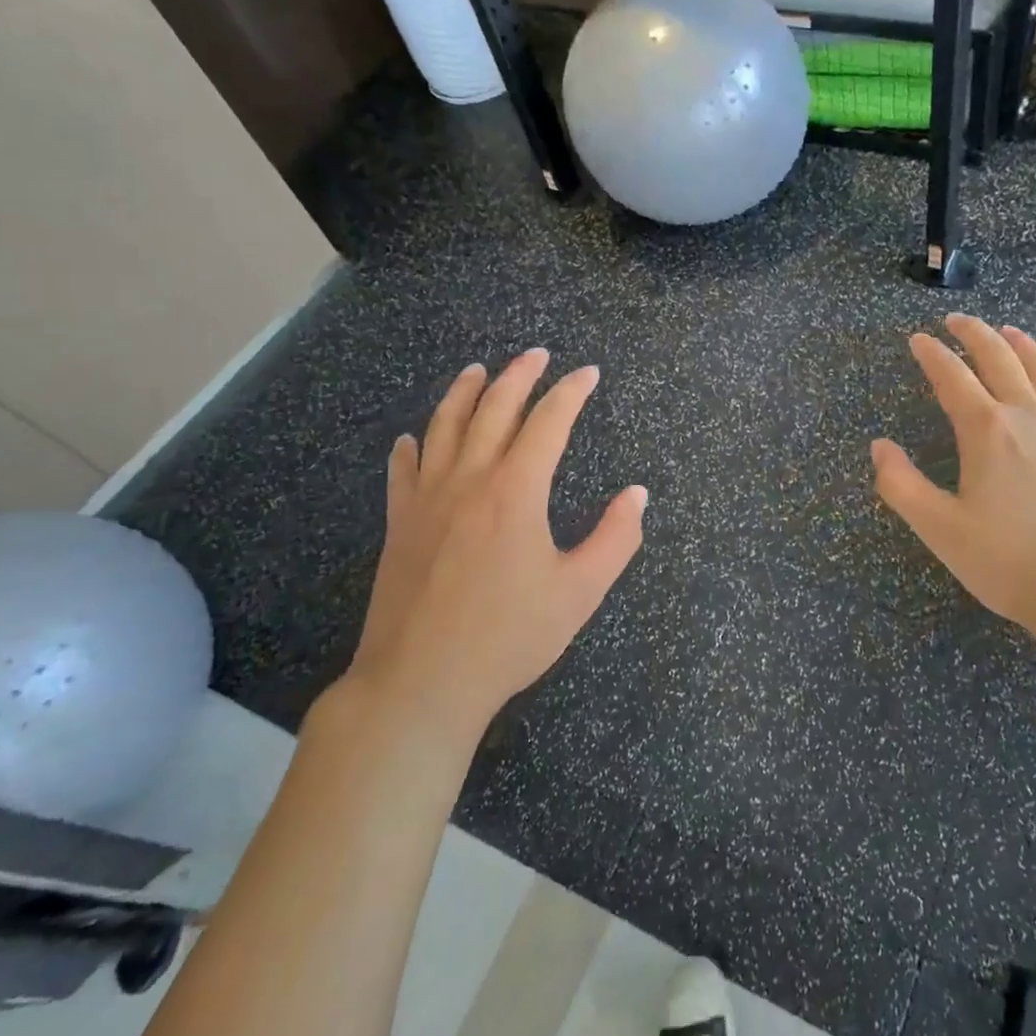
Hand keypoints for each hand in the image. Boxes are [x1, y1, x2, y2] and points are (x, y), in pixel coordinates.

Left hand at [337, 349, 646, 750]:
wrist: (420, 682)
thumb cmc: (509, 636)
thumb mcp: (580, 591)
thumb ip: (616, 538)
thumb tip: (637, 495)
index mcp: (516, 490)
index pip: (548, 422)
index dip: (570, 392)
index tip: (587, 373)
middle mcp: (469, 480)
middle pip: (494, 409)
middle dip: (519, 376)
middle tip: (537, 354)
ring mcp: (427, 499)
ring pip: (444, 427)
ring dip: (464, 393)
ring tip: (478, 370)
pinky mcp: (398, 524)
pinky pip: (403, 471)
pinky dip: (411, 447)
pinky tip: (412, 438)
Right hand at [871, 314, 1035, 652]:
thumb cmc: (1011, 563)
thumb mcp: (940, 530)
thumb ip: (902, 485)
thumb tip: (879, 446)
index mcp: (987, 431)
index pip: (952, 377)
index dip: (932, 355)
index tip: (917, 339)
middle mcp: (1029, 417)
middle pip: (1000, 359)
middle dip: (974, 334)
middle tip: (956, 321)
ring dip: (1024, 346)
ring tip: (1009, 332)